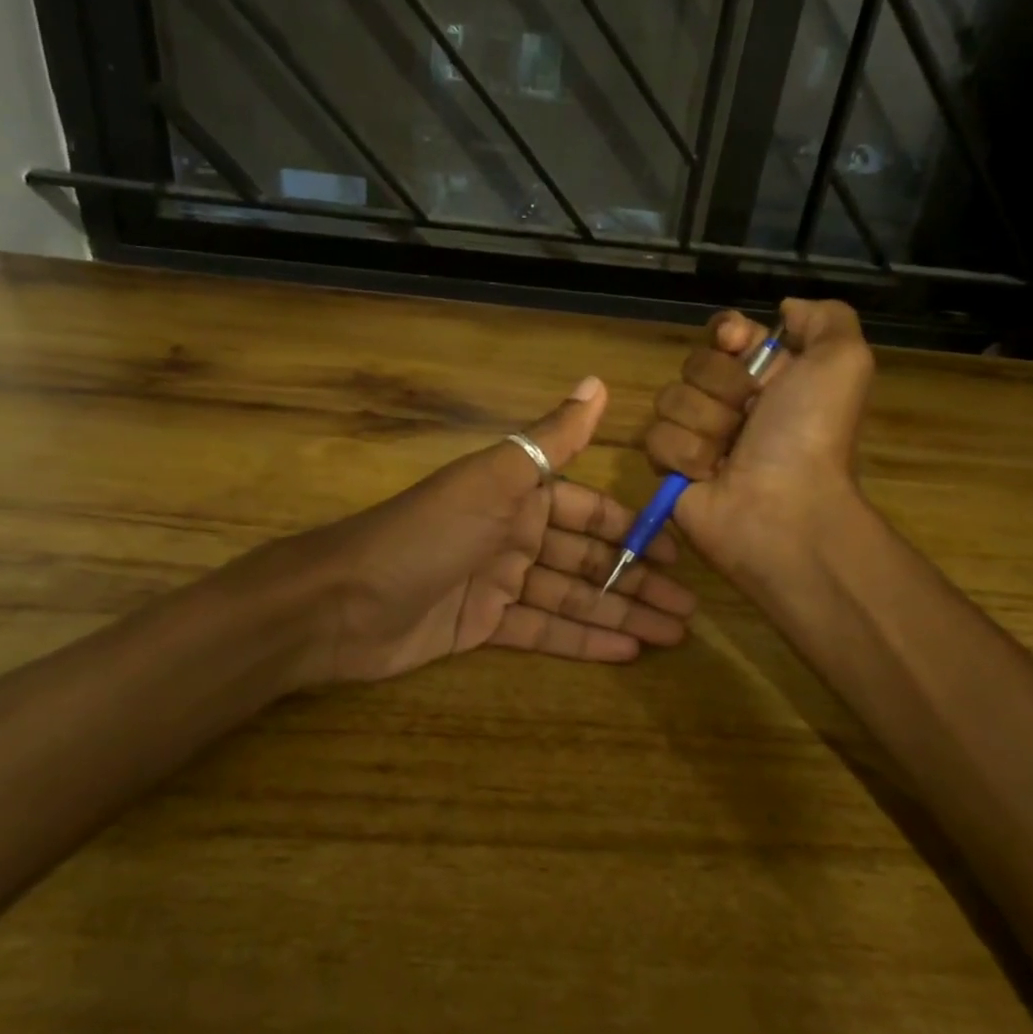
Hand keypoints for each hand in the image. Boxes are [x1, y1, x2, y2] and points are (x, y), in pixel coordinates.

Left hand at [277, 376, 695, 683]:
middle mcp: (512, 535)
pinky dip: (583, 640)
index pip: (589, 510)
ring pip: (572, 599)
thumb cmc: (426, 533)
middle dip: (637, 581)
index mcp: (517, 496)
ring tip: (674, 635)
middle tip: (690, 609)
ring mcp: (498, 584)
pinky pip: (543, 631)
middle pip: (587, 560)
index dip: (633, 530)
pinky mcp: (482, 628)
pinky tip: (627, 651)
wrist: (342, 602)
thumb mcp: (493, 479)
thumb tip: (598, 382)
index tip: (678, 553)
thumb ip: (551, 439)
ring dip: (621, 614)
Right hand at [643, 299, 874, 580]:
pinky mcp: (671, 468)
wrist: (783, 509)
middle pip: (694, 364)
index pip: (725, 332)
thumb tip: (784, 310)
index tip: (737, 345)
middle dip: (722, 386)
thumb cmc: (811, 434)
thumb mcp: (843, 362)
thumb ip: (825, 319)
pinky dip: (685, 456)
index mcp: (769, 376)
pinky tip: (709, 475)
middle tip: (750, 417)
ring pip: (670, 400)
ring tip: (730, 454)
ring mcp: (698, 436)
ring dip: (705, 425)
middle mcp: (732, 403)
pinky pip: (655, 439)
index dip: (727, 334)